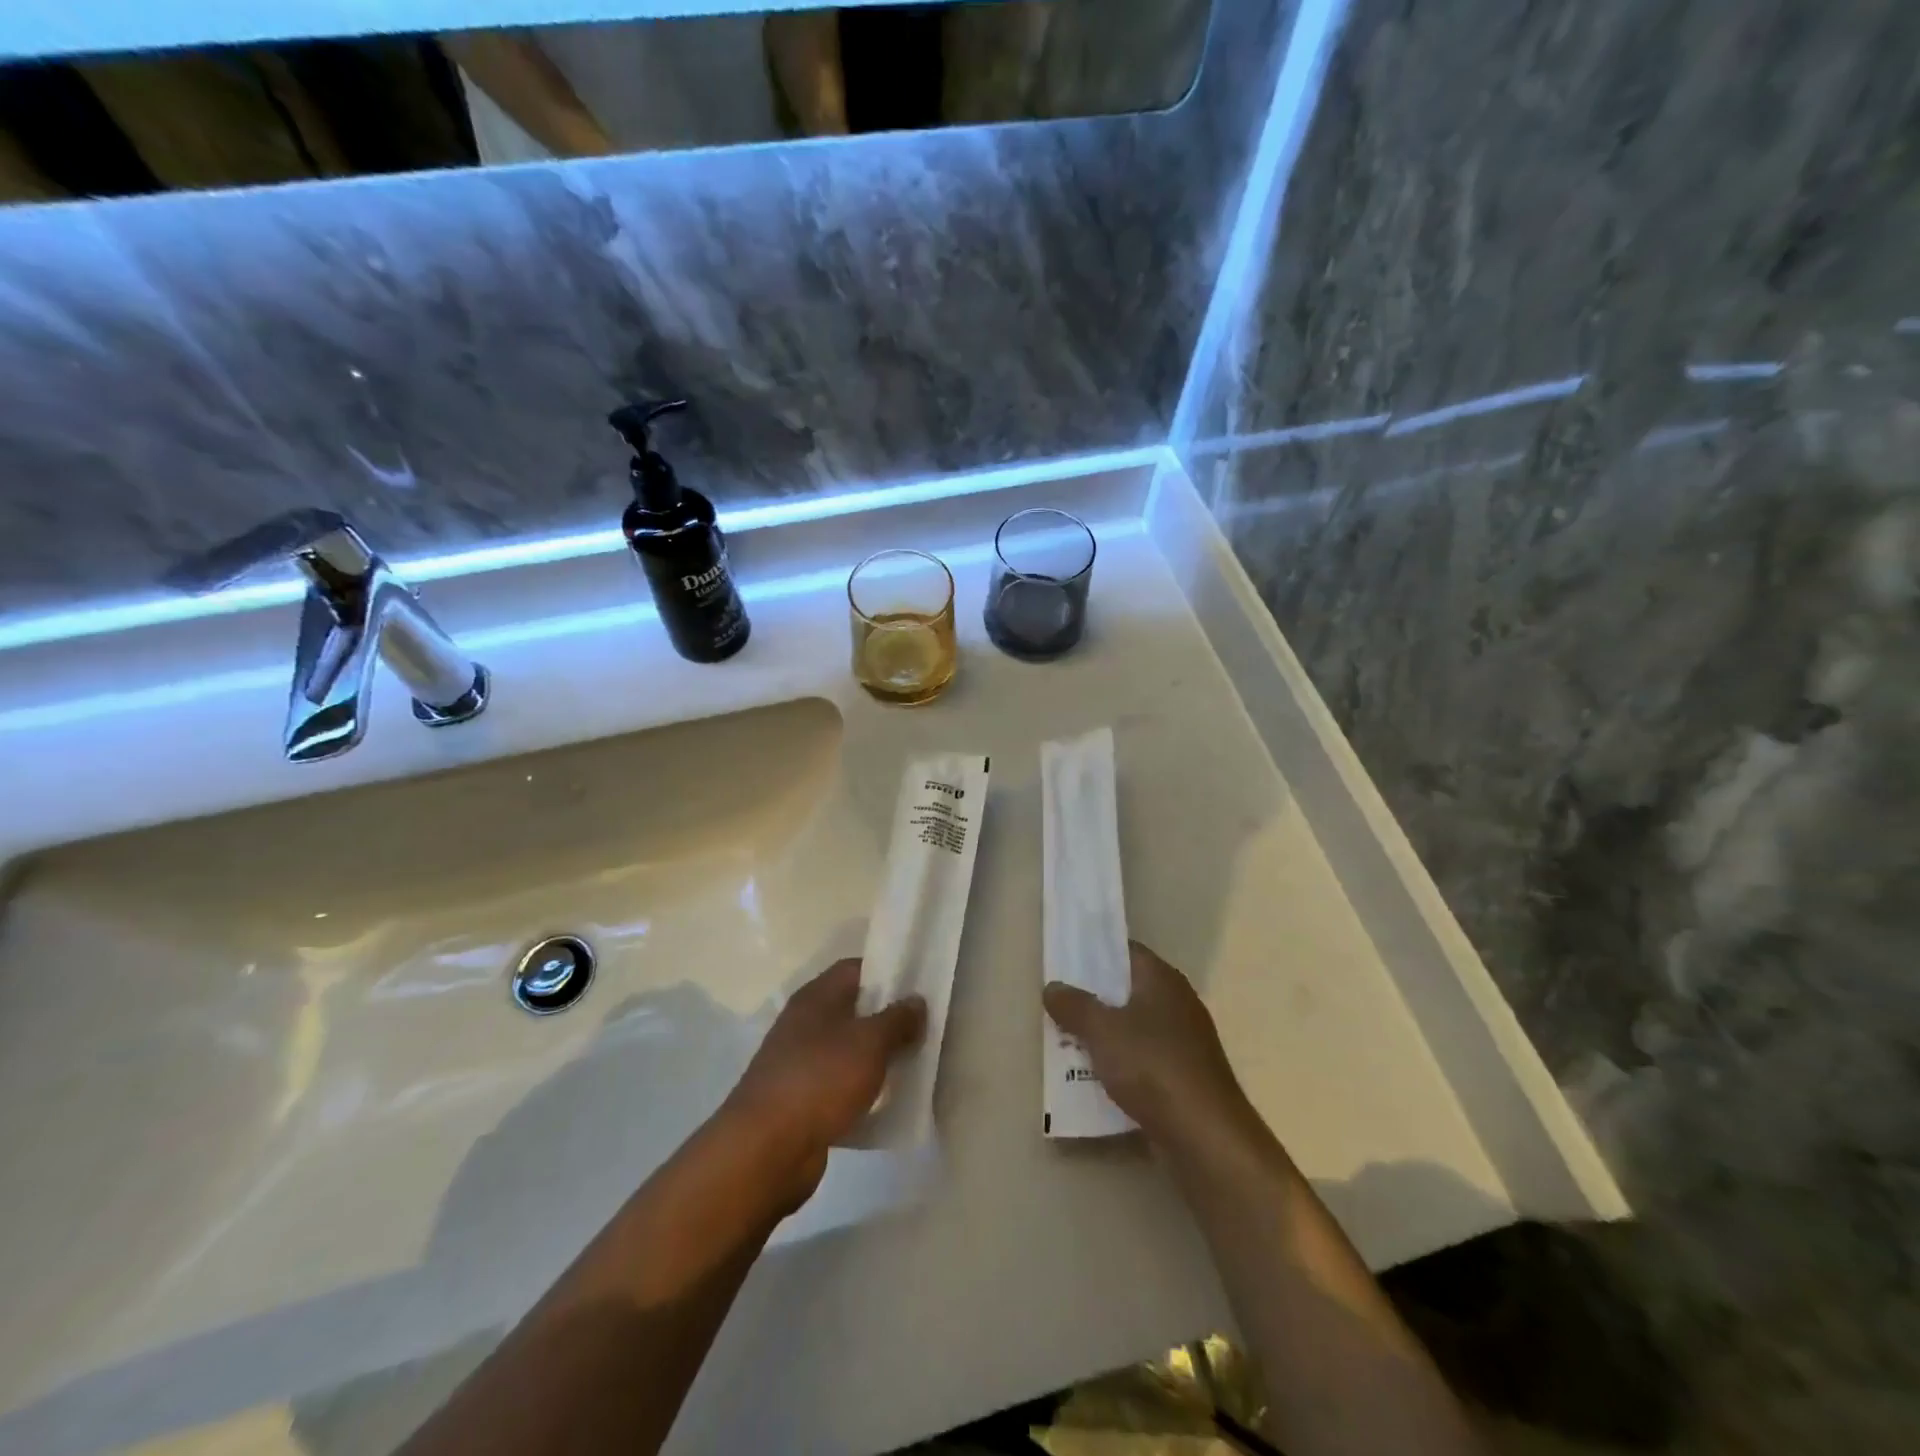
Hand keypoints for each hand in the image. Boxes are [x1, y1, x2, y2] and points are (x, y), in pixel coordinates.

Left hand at [721, 958, 925, 1212]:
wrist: (765, 1150)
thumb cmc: (820, 1080)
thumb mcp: (869, 1042)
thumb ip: (897, 1019)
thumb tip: (917, 1001)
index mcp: (816, 997)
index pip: (856, 969)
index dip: (888, 971)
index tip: (920, 984)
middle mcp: (805, 1023)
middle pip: (854, 1009)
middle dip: (889, 1017)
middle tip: (926, 1026)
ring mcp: (801, 1063)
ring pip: (849, 1050)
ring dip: (878, 1057)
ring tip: (916, 1063)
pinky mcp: (802, 1101)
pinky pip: (841, 1086)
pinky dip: (863, 1091)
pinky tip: (890, 1102)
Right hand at [1043, 941, 1261, 1156]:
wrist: (1205, 1135)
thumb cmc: (1152, 1067)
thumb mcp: (1102, 1031)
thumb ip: (1074, 1005)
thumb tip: (1053, 986)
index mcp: (1162, 979)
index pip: (1125, 951)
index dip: (1094, 954)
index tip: (1064, 963)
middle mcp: (1177, 1002)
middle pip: (1127, 990)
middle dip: (1093, 998)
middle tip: (1058, 1004)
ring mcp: (1184, 1041)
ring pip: (1134, 1027)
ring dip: (1104, 1033)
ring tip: (1067, 1040)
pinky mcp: (1184, 1076)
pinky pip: (1143, 1058)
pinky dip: (1120, 1063)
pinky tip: (1094, 1076)